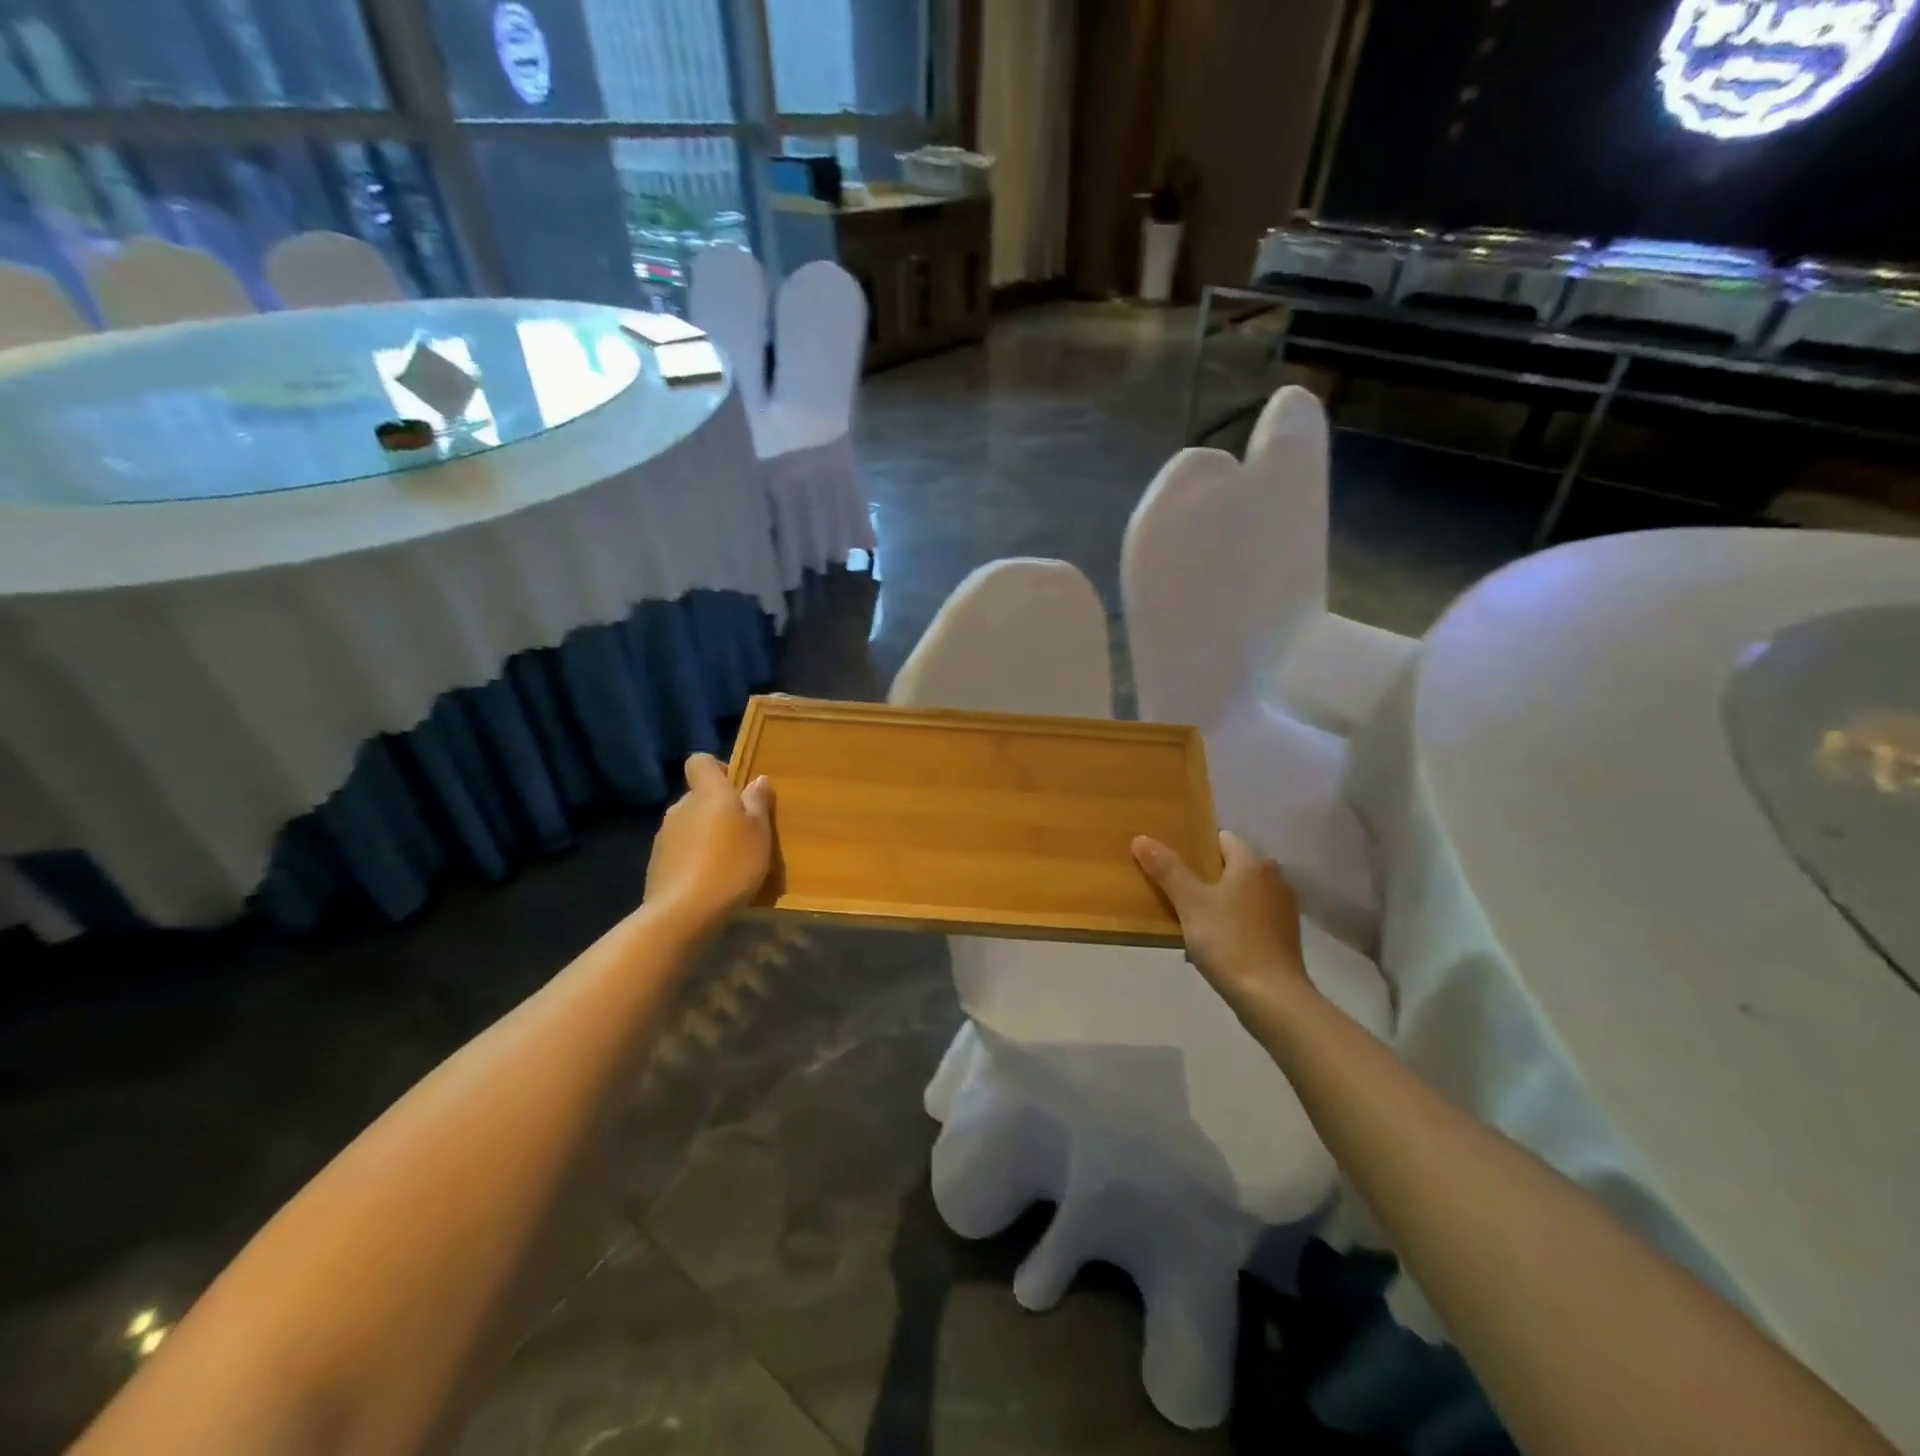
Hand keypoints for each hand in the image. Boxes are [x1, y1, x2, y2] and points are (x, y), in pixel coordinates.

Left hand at [644, 754, 774, 929]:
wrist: (683, 912)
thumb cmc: (731, 864)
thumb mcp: (760, 833)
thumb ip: (758, 803)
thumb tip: (758, 779)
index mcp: (707, 793)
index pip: (700, 761)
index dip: (717, 768)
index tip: (736, 789)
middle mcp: (680, 807)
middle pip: (698, 796)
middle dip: (717, 808)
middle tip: (741, 833)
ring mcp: (664, 835)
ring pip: (688, 824)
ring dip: (705, 834)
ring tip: (726, 861)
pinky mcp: (656, 862)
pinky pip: (680, 849)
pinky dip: (693, 857)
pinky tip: (708, 880)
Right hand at [1132, 831, 1312, 1024]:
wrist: (1273, 998)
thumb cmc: (1229, 941)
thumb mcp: (1190, 903)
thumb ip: (1167, 869)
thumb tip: (1141, 838)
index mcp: (1253, 863)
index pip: (1221, 838)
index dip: (1194, 846)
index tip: (1171, 862)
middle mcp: (1274, 878)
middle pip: (1231, 865)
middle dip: (1203, 875)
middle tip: (1173, 889)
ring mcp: (1282, 908)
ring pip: (1241, 892)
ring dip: (1218, 899)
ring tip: (1189, 917)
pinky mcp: (1284, 935)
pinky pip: (1251, 916)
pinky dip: (1233, 920)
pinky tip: (1214, 941)